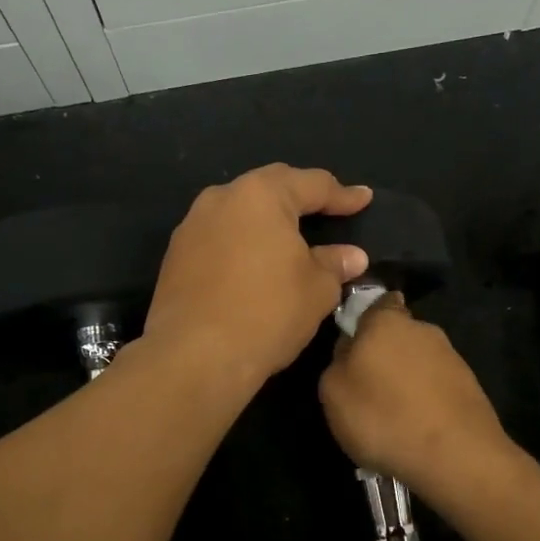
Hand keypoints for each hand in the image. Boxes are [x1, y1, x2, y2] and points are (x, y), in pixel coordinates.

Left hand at [145, 164, 370, 388]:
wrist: (194, 356)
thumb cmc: (267, 313)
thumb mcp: (317, 290)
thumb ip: (335, 265)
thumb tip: (351, 256)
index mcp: (261, 195)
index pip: (312, 184)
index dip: (342, 194)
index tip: (364, 199)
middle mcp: (221, 199)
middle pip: (270, 188)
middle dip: (300, 198)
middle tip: (328, 209)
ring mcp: (192, 227)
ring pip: (240, 213)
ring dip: (267, 222)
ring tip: (290, 238)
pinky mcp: (175, 257)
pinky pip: (219, 239)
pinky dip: (242, 245)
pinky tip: (255, 265)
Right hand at [317, 296, 512, 496]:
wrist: (455, 454)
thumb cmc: (383, 416)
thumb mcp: (333, 392)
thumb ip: (338, 362)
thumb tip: (350, 351)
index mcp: (386, 321)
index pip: (378, 303)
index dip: (366, 320)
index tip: (357, 344)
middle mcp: (424, 330)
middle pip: (398, 335)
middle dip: (386, 355)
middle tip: (369, 389)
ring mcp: (452, 358)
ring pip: (419, 363)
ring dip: (407, 382)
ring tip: (393, 418)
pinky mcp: (471, 387)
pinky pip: (437, 388)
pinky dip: (426, 403)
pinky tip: (417, 429)